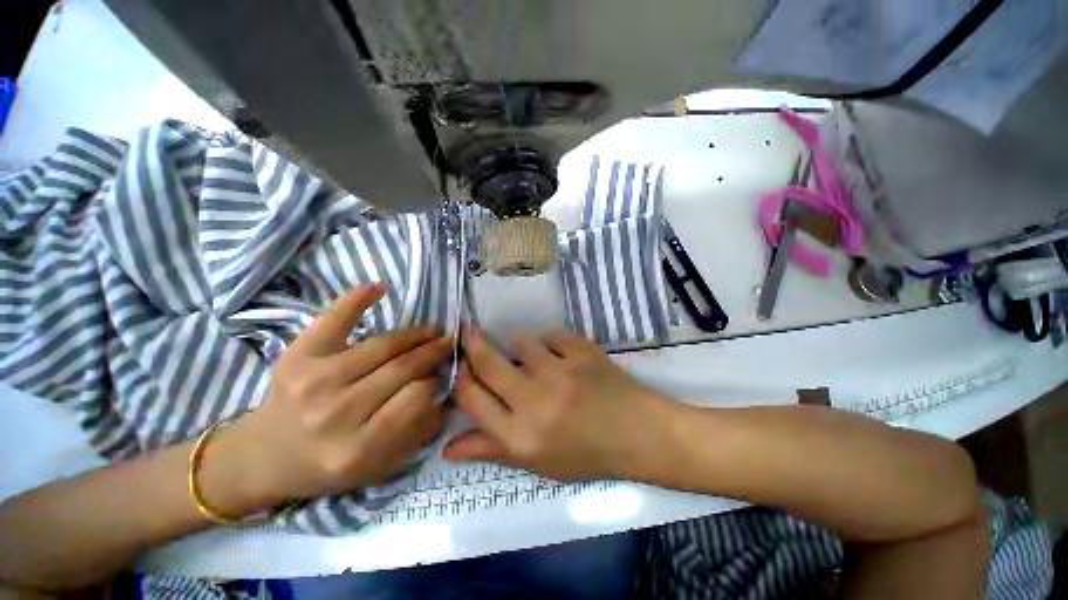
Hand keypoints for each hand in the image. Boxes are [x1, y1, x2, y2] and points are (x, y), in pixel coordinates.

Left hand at [205, 284, 451, 515]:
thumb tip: (445, 393)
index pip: (416, 398)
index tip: (443, 374)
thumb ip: (418, 432)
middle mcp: (335, 413)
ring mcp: (313, 380)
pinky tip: (381, 288)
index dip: (435, 382)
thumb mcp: (379, 465)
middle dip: (433, 352)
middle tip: (448, 342)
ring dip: (415, 334)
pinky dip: (357, 300)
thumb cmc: (328, 465)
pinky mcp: (297, 357)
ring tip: (431, 330)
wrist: (264, 456)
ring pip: (382, 346)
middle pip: (401, 369)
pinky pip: (334, 320)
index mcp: (357, 449)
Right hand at [443, 328, 672, 480]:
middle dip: (474, 343)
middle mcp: (534, 401)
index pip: (472, 397)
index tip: (461, 364)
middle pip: (488, 362)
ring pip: (521, 341)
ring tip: (532, 355)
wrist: (637, 433)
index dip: (461, 376)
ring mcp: (560, 372)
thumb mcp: (536, 463)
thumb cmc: (586, 454)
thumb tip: (448, 447)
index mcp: (519, 436)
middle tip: (470, 332)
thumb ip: (491, 450)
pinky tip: (563, 355)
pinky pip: (553, 335)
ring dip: (521, 346)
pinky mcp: (581, 352)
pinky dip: (552, 342)